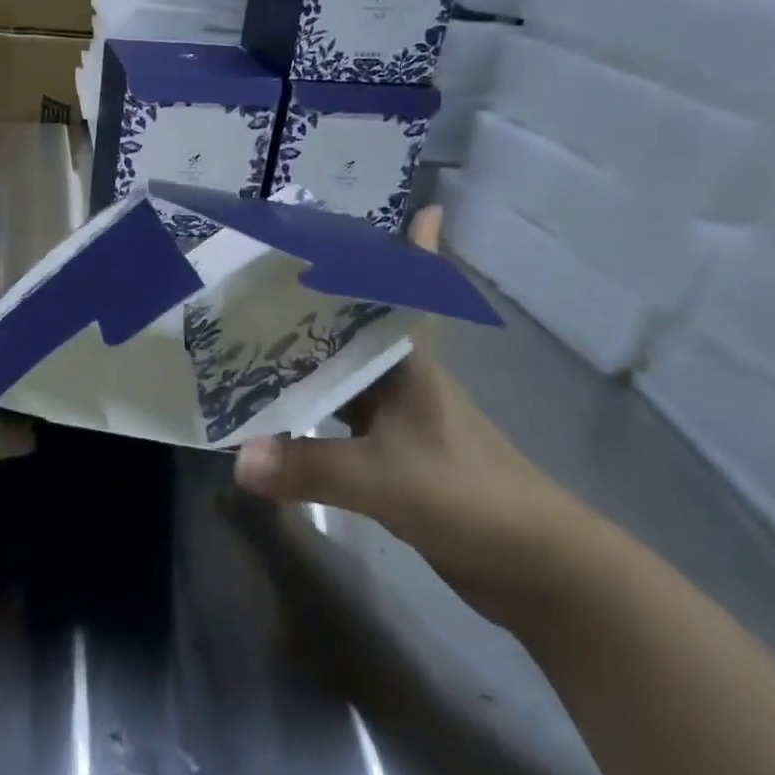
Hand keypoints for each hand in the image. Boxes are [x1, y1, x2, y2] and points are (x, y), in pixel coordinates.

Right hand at [233, 206, 598, 622]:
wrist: (537, 567)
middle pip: (365, 328)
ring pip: (350, 375)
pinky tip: (280, 414)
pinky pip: (344, 420)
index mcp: (412, 367)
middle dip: (330, 299)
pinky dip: (314, 412)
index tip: (422, 207)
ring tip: (259, 336)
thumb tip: (238, 459)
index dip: (421, 252)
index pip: (417, 293)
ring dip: (314, 357)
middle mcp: (406, 383)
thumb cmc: (470, 497)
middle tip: (275, 275)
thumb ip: (310, 467)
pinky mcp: (398, 459)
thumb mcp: (385, 478)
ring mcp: (404, 422)